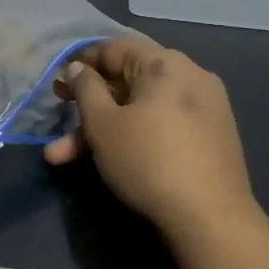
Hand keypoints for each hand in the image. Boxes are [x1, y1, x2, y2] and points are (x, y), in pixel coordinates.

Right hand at [44, 38, 260, 241]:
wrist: (212, 220)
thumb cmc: (148, 160)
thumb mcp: (102, 123)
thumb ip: (85, 88)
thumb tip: (79, 68)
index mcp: (165, 63)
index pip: (112, 48)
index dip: (79, 63)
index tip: (57, 84)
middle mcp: (189, 76)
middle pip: (125, 82)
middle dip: (86, 106)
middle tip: (57, 119)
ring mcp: (204, 107)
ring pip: (140, 109)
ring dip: (102, 129)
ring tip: (64, 158)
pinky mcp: (210, 136)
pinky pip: (161, 124)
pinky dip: (133, 136)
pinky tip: (106, 160)